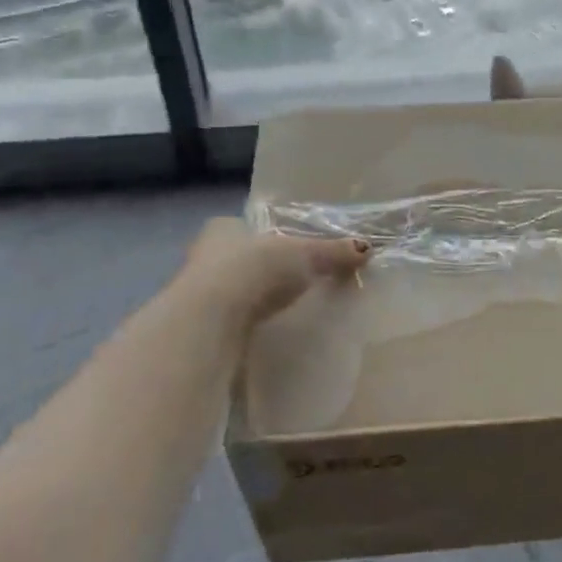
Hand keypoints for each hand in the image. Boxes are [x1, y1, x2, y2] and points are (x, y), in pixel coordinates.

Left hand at [183, 218, 370, 328]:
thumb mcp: (304, 255)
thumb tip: (367, 248)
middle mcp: (203, 255)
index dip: (266, 238)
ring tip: (281, 311)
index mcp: (224, 228)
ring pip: (228, 291)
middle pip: (236, 259)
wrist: (210, 320)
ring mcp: (194, 294)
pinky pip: (226, 322)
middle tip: (289, 283)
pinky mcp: (197, 328)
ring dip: (249, 300)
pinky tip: (262, 334)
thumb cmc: (255, 269)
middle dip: (259, 270)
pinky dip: (243, 326)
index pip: (244, 227)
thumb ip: (333, 252)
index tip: (287, 252)